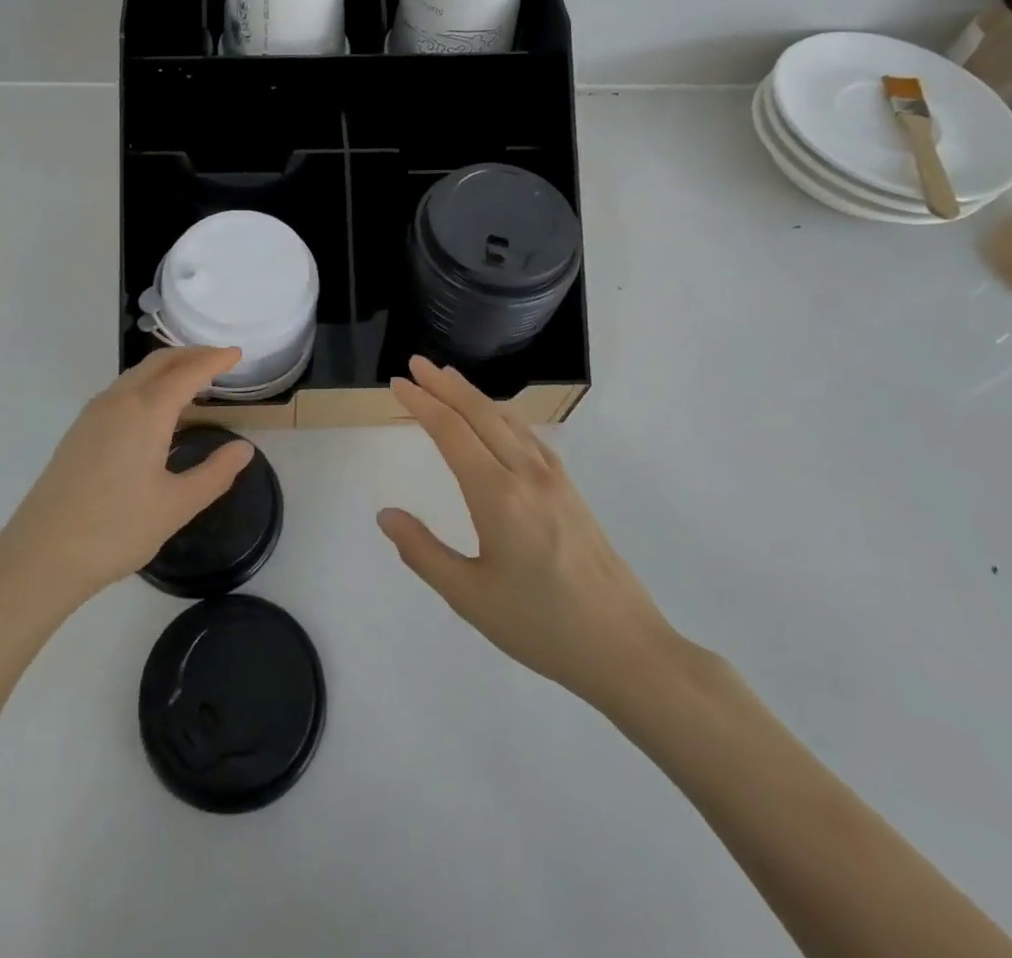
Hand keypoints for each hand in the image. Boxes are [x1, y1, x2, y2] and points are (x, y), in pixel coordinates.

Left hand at [0, 346, 253, 613]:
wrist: (40, 556)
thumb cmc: (115, 530)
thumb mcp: (176, 506)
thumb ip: (215, 473)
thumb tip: (243, 449)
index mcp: (146, 412)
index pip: (188, 372)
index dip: (215, 360)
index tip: (237, 354)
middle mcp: (119, 401)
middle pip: (160, 362)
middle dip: (191, 355)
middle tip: (219, 360)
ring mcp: (93, 414)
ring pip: (137, 374)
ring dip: (167, 368)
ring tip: (192, 381)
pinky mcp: (79, 430)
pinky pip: (121, 390)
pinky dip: (147, 384)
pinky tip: (155, 409)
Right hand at [378, 356, 678, 719]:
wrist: (626, 649)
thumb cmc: (541, 626)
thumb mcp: (469, 597)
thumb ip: (423, 551)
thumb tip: (385, 515)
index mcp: (497, 495)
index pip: (451, 431)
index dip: (422, 403)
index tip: (398, 384)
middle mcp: (526, 474)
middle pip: (480, 413)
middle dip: (445, 384)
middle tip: (417, 363)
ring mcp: (554, 479)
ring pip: (507, 420)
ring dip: (474, 395)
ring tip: (449, 379)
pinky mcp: (571, 491)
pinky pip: (529, 437)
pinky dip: (503, 416)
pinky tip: (498, 421)